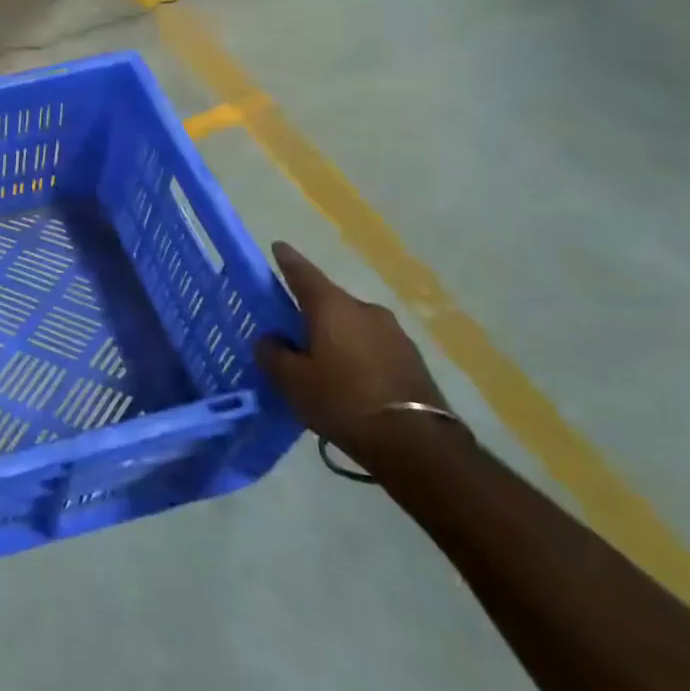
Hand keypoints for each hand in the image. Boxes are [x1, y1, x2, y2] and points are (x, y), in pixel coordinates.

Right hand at [254, 242, 454, 466]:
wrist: (416, 443)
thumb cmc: (342, 401)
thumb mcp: (291, 380)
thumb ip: (273, 352)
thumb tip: (273, 339)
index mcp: (332, 307)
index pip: (303, 273)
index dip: (287, 260)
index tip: (278, 247)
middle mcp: (365, 310)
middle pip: (329, 301)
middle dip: (310, 311)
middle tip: (291, 330)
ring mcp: (394, 333)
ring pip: (352, 325)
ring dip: (335, 335)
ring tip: (320, 361)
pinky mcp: (412, 359)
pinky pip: (371, 346)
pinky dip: (356, 354)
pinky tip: (348, 378)